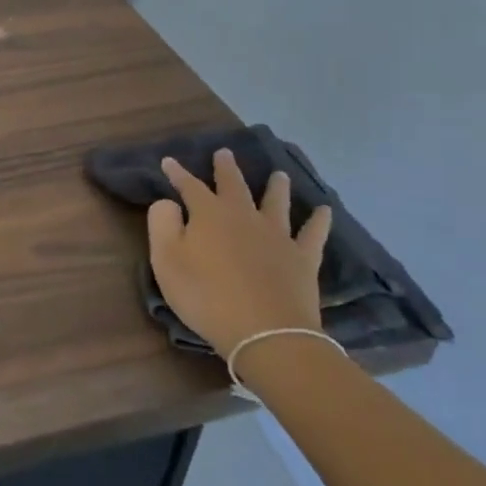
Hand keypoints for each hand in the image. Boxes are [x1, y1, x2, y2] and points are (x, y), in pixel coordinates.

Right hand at [147, 150, 332, 358]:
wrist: (265, 333)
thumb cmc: (206, 296)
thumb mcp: (166, 260)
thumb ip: (162, 224)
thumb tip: (169, 202)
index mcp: (209, 214)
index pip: (190, 186)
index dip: (178, 173)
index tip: (168, 161)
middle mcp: (243, 216)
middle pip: (234, 185)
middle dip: (226, 168)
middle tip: (225, 152)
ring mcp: (277, 235)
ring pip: (276, 202)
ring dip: (275, 186)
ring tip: (278, 174)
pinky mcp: (303, 258)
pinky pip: (313, 233)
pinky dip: (319, 220)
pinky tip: (324, 210)